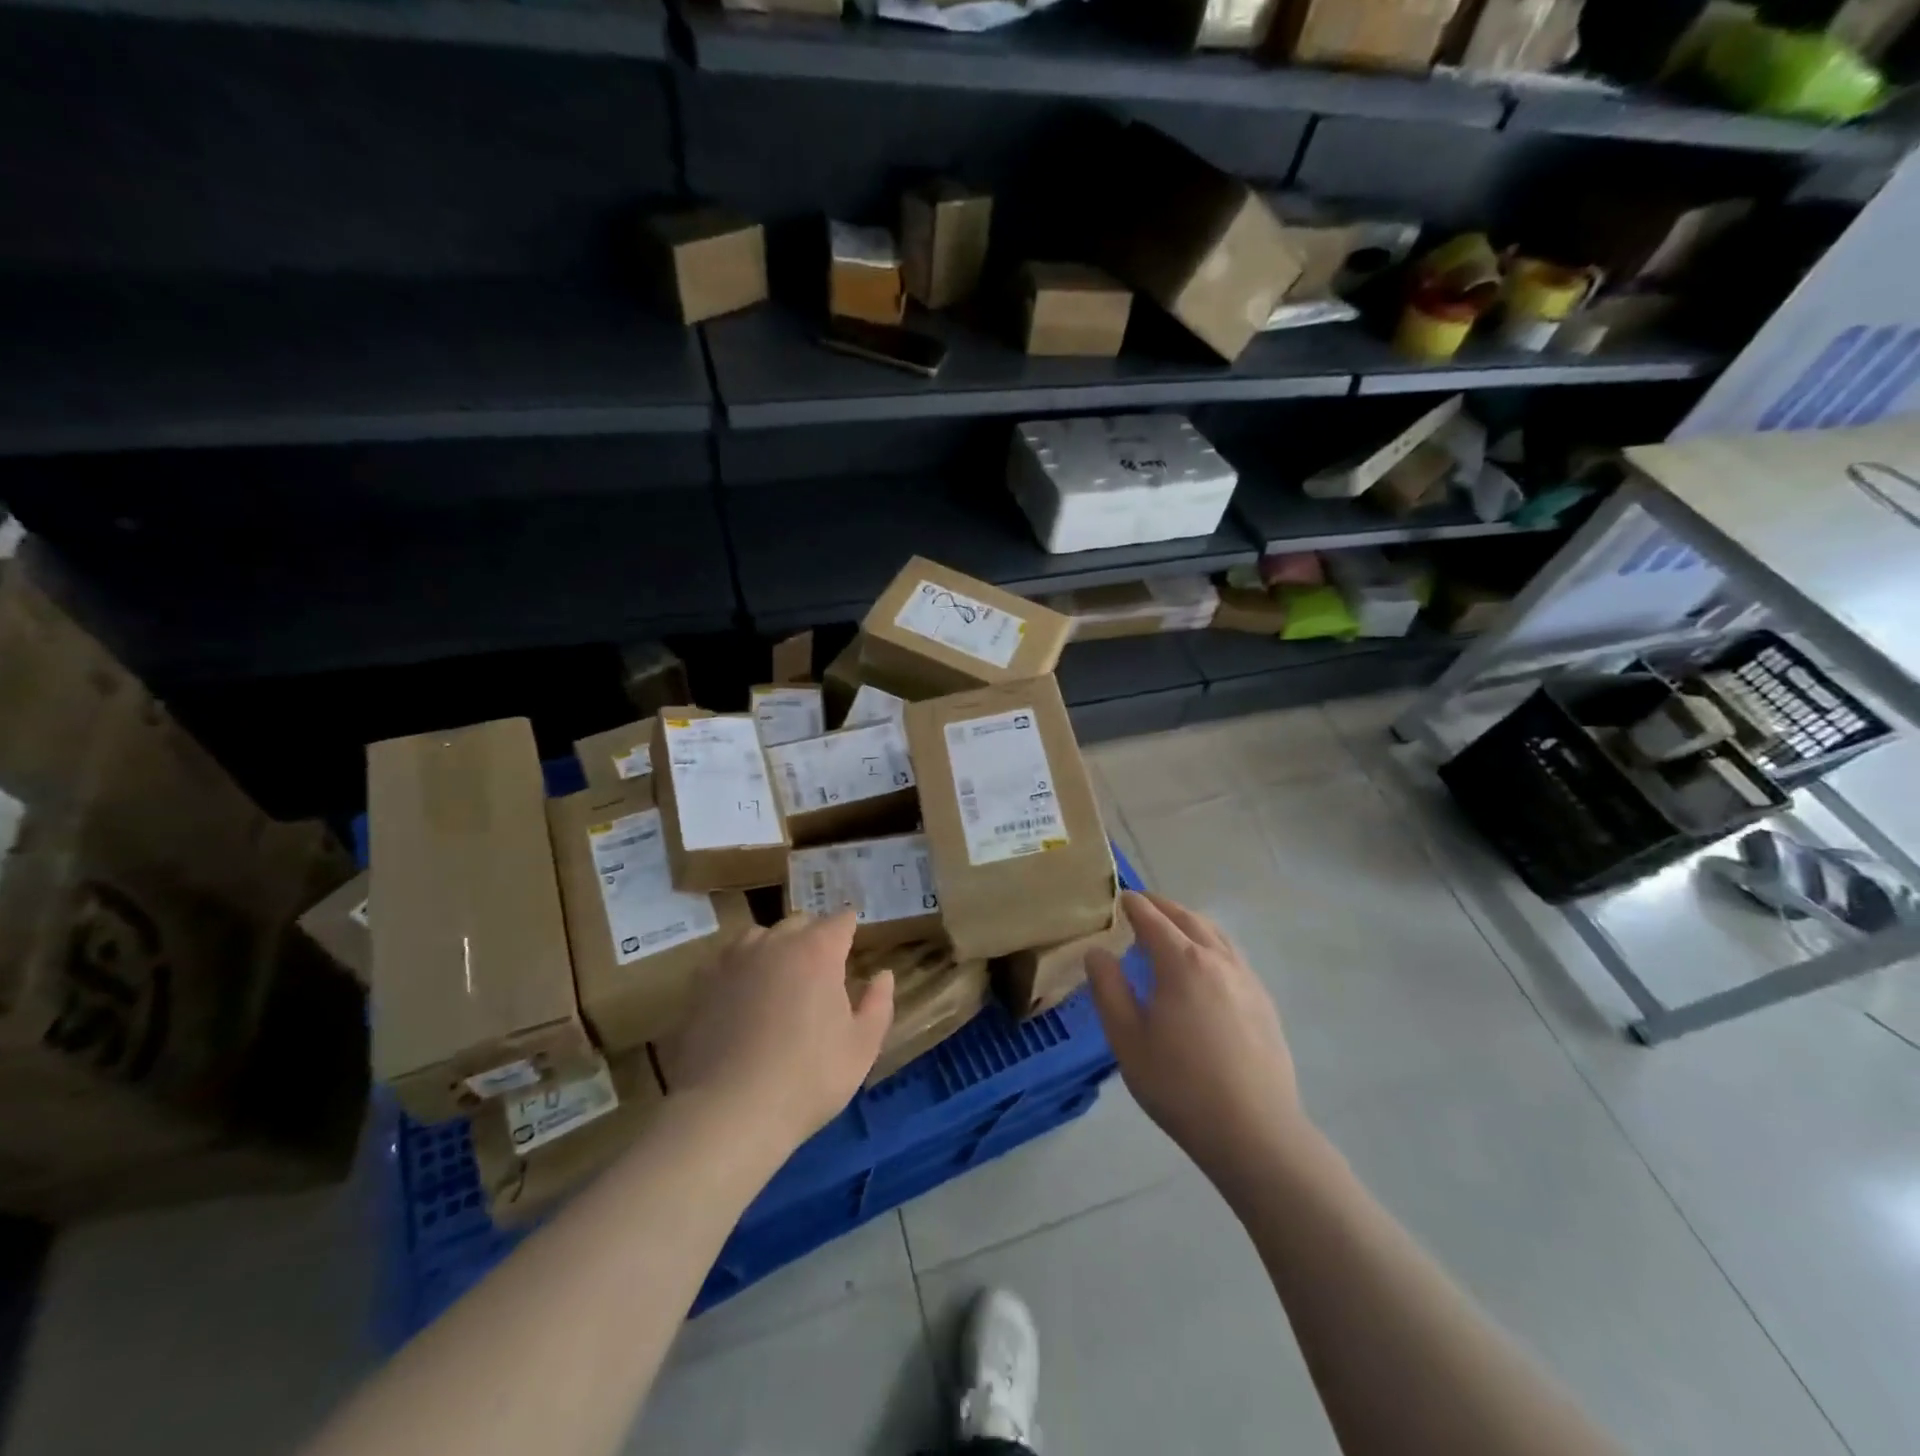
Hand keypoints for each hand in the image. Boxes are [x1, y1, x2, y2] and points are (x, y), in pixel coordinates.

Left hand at [660, 911, 893, 1160]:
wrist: (728, 1112)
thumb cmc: (808, 1079)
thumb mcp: (862, 1047)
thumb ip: (878, 1004)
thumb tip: (882, 975)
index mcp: (817, 951)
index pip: (840, 920)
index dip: (850, 930)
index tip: (853, 947)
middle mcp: (775, 943)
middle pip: (800, 922)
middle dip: (814, 937)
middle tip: (821, 972)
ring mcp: (733, 960)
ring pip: (760, 936)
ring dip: (775, 948)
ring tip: (779, 980)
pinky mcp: (702, 983)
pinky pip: (728, 960)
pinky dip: (741, 969)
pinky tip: (743, 998)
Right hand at [1087, 891, 1305, 1192]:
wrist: (1255, 1132)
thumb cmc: (1180, 1086)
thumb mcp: (1127, 1040)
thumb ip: (1108, 989)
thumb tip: (1097, 952)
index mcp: (1181, 962)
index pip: (1152, 919)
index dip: (1133, 905)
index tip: (1119, 897)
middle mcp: (1217, 959)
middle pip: (1188, 918)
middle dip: (1162, 906)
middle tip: (1141, 904)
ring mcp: (1246, 979)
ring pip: (1215, 934)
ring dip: (1189, 921)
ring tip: (1172, 928)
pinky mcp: (1263, 1002)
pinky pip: (1232, 955)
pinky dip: (1211, 943)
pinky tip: (1205, 966)